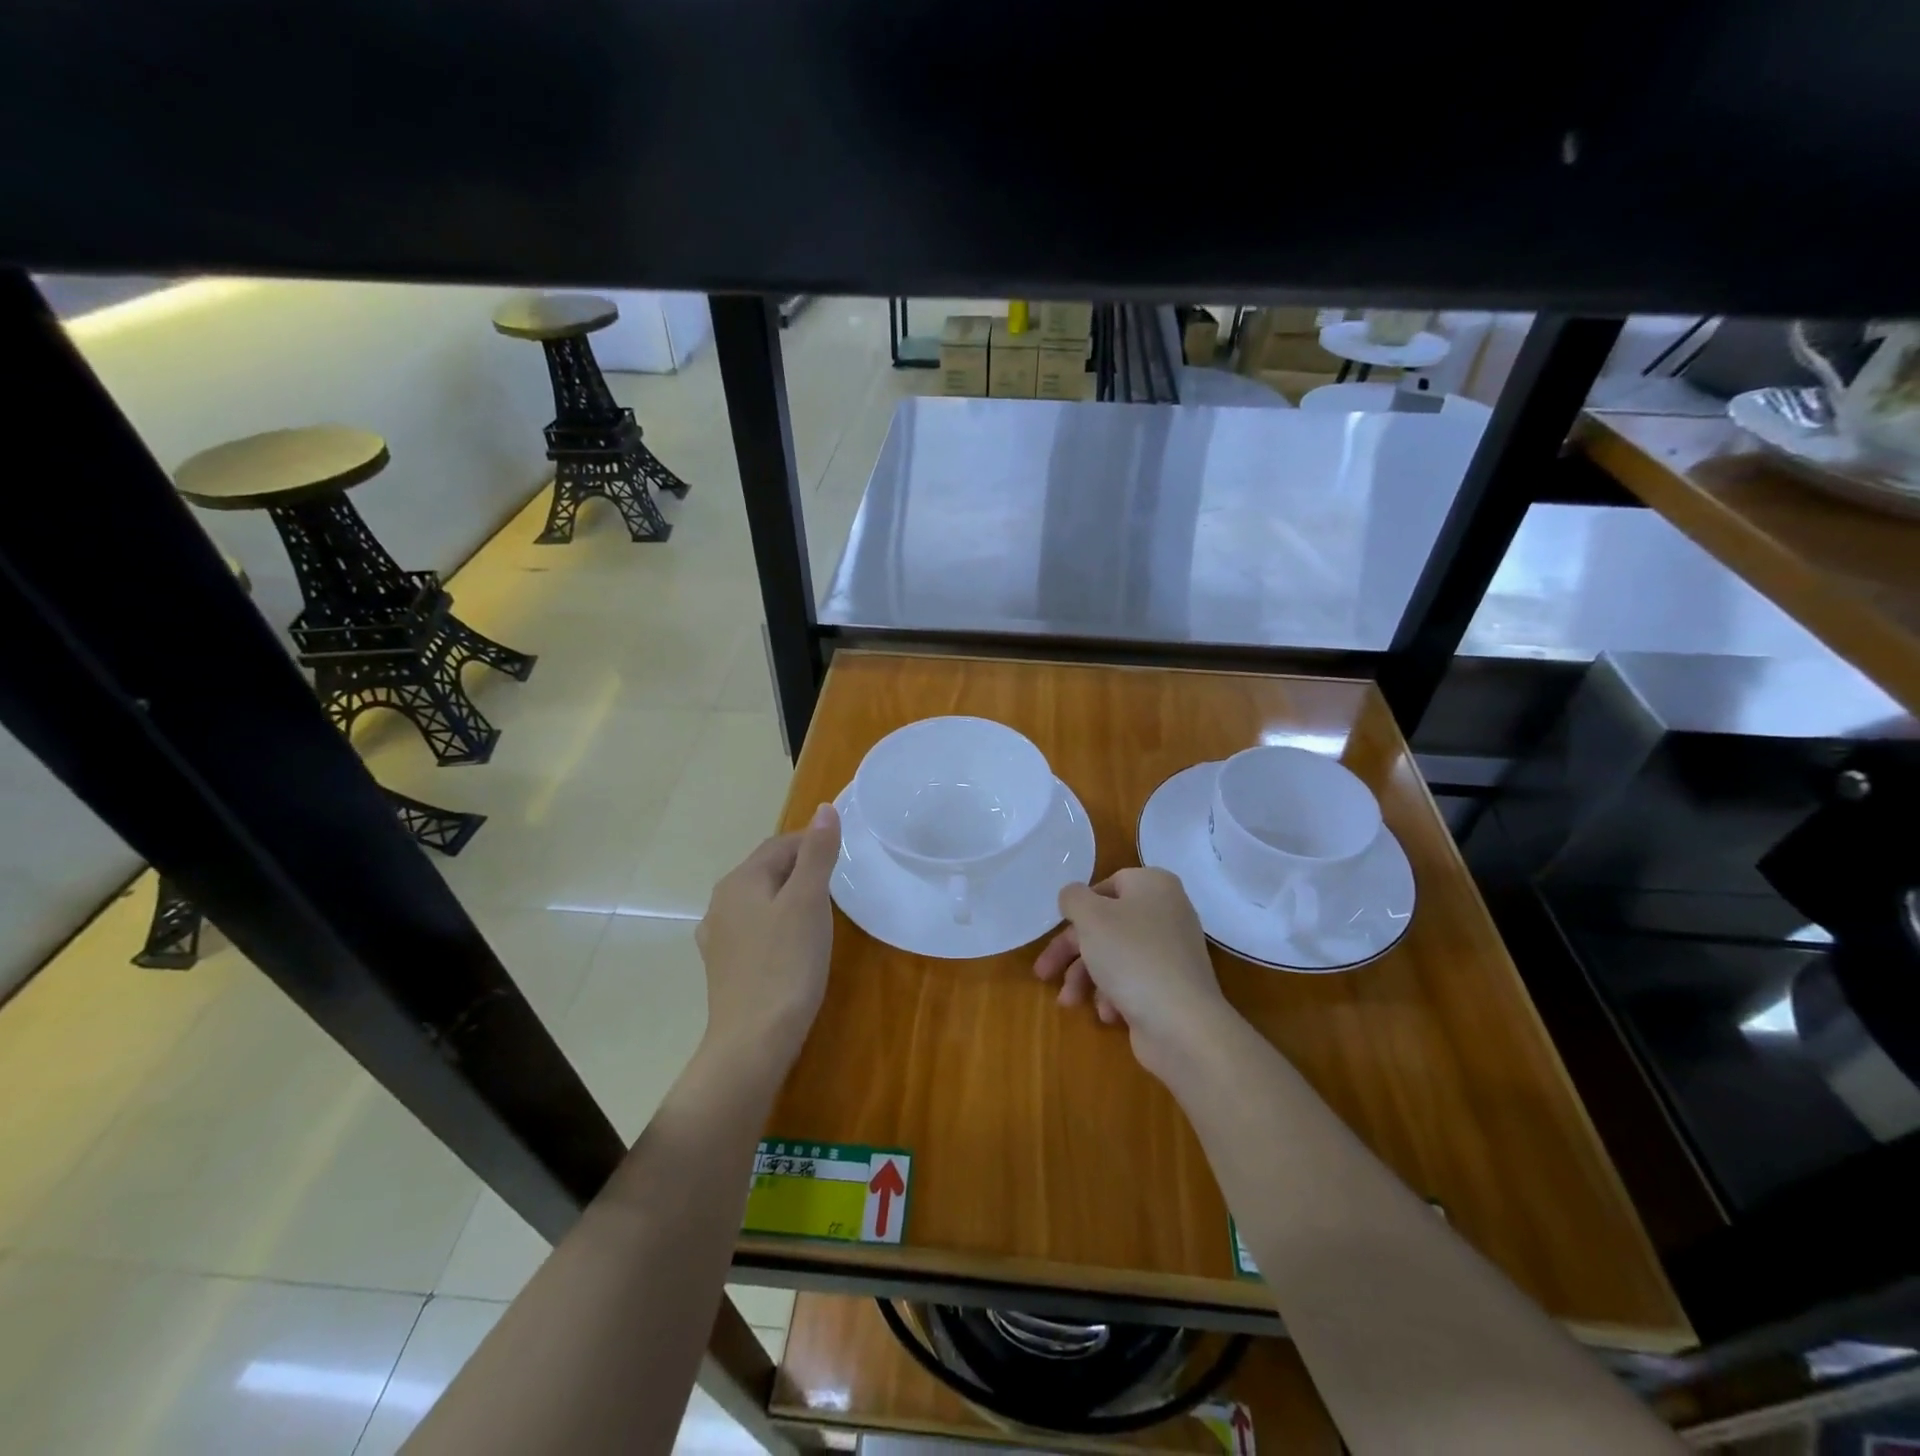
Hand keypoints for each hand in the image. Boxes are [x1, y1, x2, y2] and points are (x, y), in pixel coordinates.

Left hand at [695, 803, 840, 1064]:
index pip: (782, 844)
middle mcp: (721, 901)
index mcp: (741, 880)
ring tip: (819, 917)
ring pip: (761, 901)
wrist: (753, 1041)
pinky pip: (755, 930)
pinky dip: (777, 927)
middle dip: (802, 870)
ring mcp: (719, 936)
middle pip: (768, 870)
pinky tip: (790, 945)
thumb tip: (824, 809)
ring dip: (789, 899)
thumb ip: (818, 853)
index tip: (845, 861)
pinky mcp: (724, 966)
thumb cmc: (787, 964)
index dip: (814, 845)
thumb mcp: (810, 901)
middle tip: (838, 889)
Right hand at [1034, 868, 1239, 1078]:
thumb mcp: (1091, 917)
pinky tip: (1108, 1013)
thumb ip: (1074, 898)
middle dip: (1072, 952)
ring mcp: (1172, 952)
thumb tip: (1073, 897)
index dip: (1080, 907)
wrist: (1182, 1025)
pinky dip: (1114, 995)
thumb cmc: (1131, 957)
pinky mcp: (1172, 986)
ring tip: (1069, 1002)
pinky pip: (1133, 981)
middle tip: (1044, 972)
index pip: (1108, 885)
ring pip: (1115, 956)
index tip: (1059, 928)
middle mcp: (1167, 912)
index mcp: (1153, 885)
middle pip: (1107, 925)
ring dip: (1086, 978)